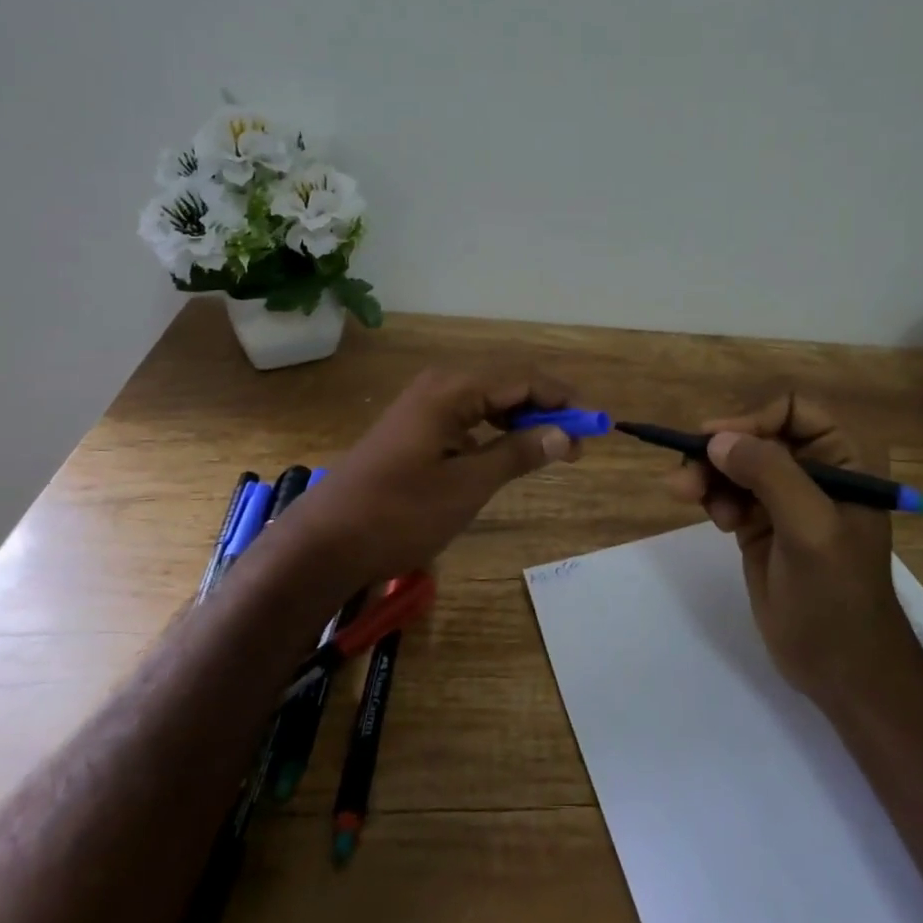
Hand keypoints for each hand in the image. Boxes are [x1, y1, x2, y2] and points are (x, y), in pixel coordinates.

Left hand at [267, 368, 581, 601]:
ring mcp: (424, 406)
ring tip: (553, 450)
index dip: (565, 400)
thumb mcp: (468, 485)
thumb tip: (563, 434)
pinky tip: (509, 453)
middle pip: (508, 385)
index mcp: (453, 389)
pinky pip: (468, 417)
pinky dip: (496, 432)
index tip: (597, 425)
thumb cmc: (400, 513)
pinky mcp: (415, 428)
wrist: (325, 543)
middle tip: (578, 443)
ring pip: (488, 401)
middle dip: (547, 409)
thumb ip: (518, 453)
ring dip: (523, 421)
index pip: (524, 379)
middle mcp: (439, 386)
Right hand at [664, 395, 922, 710]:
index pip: (794, 411)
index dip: (754, 419)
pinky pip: (728, 493)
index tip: (717, 442)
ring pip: (736, 464)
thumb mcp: (810, 529)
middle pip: (757, 435)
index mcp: (845, 461)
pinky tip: (715, 521)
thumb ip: (769, 475)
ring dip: (709, 474)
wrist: (842, 671)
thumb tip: (717, 439)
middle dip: (721, 450)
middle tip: (686, 473)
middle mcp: (815, 471)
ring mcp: (786, 499)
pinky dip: (713, 497)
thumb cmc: (838, 597)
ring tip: (687, 495)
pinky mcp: (761, 525)